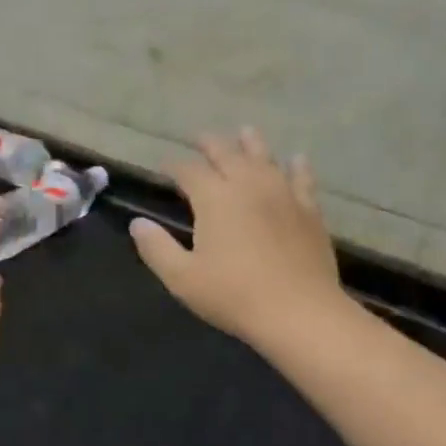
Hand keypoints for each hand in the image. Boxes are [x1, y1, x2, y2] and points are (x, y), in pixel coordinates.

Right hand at [130, 128, 347, 349]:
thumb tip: (137, 223)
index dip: (174, 166)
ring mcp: (283, 195)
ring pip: (264, 158)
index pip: (188, 171)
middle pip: (227, 154)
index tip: (164, 166)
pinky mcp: (309, 211)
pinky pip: (302, 179)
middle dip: (210, 145)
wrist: (299, 312)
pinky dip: (297, 166)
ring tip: (245, 133)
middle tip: (199, 138)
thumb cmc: (233, 295)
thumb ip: (156, 247)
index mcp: (215, 198)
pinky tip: (296, 159)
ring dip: (251, 144)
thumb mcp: (182, 278)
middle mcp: (248, 185)